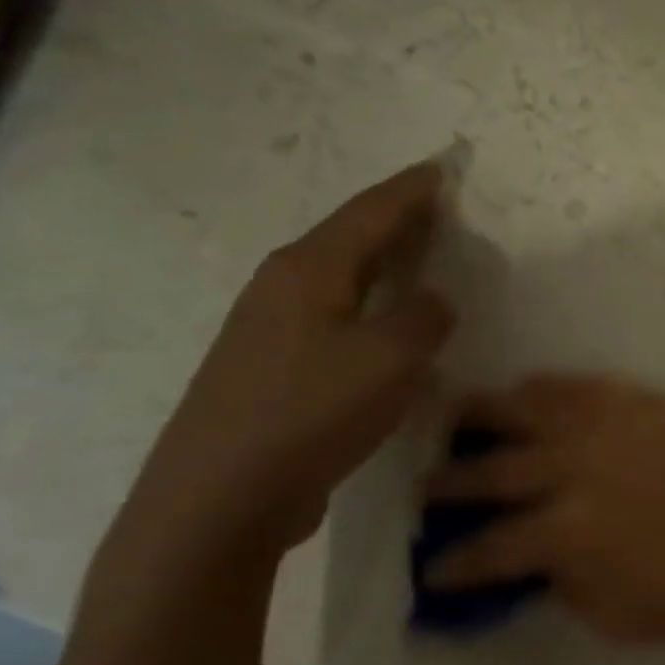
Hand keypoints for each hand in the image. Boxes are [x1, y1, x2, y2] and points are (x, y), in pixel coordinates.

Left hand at [125, 164, 454, 555]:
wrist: (221, 496)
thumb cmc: (311, 413)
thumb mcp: (391, 359)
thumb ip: (424, 318)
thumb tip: (433, 300)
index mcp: (309, 271)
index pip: (370, 213)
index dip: (411, 190)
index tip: (443, 168)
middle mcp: (284, 288)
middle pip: (350, 237)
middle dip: (397, 219)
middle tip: (440, 208)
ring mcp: (273, 328)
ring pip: (342, 277)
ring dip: (384, 262)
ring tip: (423, 258)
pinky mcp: (276, 366)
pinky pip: (338, 314)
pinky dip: (372, 302)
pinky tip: (390, 323)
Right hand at [423, 377, 664, 639]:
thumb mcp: (621, 617)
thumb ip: (568, 587)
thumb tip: (541, 563)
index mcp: (565, 533)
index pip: (488, 550)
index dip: (453, 564)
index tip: (432, 569)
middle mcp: (572, 469)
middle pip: (490, 472)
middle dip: (449, 485)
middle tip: (429, 490)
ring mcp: (609, 426)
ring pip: (526, 410)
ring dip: (483, 416)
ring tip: (458, 418)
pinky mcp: (643, 400)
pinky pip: (581, 385)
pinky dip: (547, 389)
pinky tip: (530, 390)